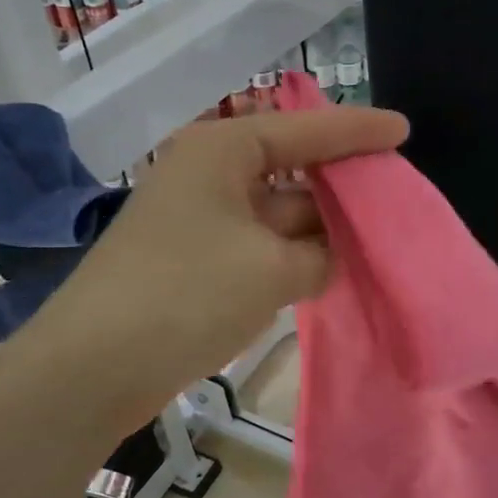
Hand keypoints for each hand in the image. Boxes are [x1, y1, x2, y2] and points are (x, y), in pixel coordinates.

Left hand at [32, 104, 408, 425]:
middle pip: (292, 169)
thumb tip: (327, 256)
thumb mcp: (271, 269)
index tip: (404, 130)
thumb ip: (320, 255)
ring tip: (378, 238)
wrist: (93, 367)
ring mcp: (200, 221)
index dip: (358, 130)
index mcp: (221, 152)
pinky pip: (260, 247)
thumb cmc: (187, 295)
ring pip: (277, 214)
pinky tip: (332, 270)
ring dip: (321, 229)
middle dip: (342, 185)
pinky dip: (294, 257)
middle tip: (396, 195)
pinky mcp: (196, 261)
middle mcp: (209, 176)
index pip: (305, 130)